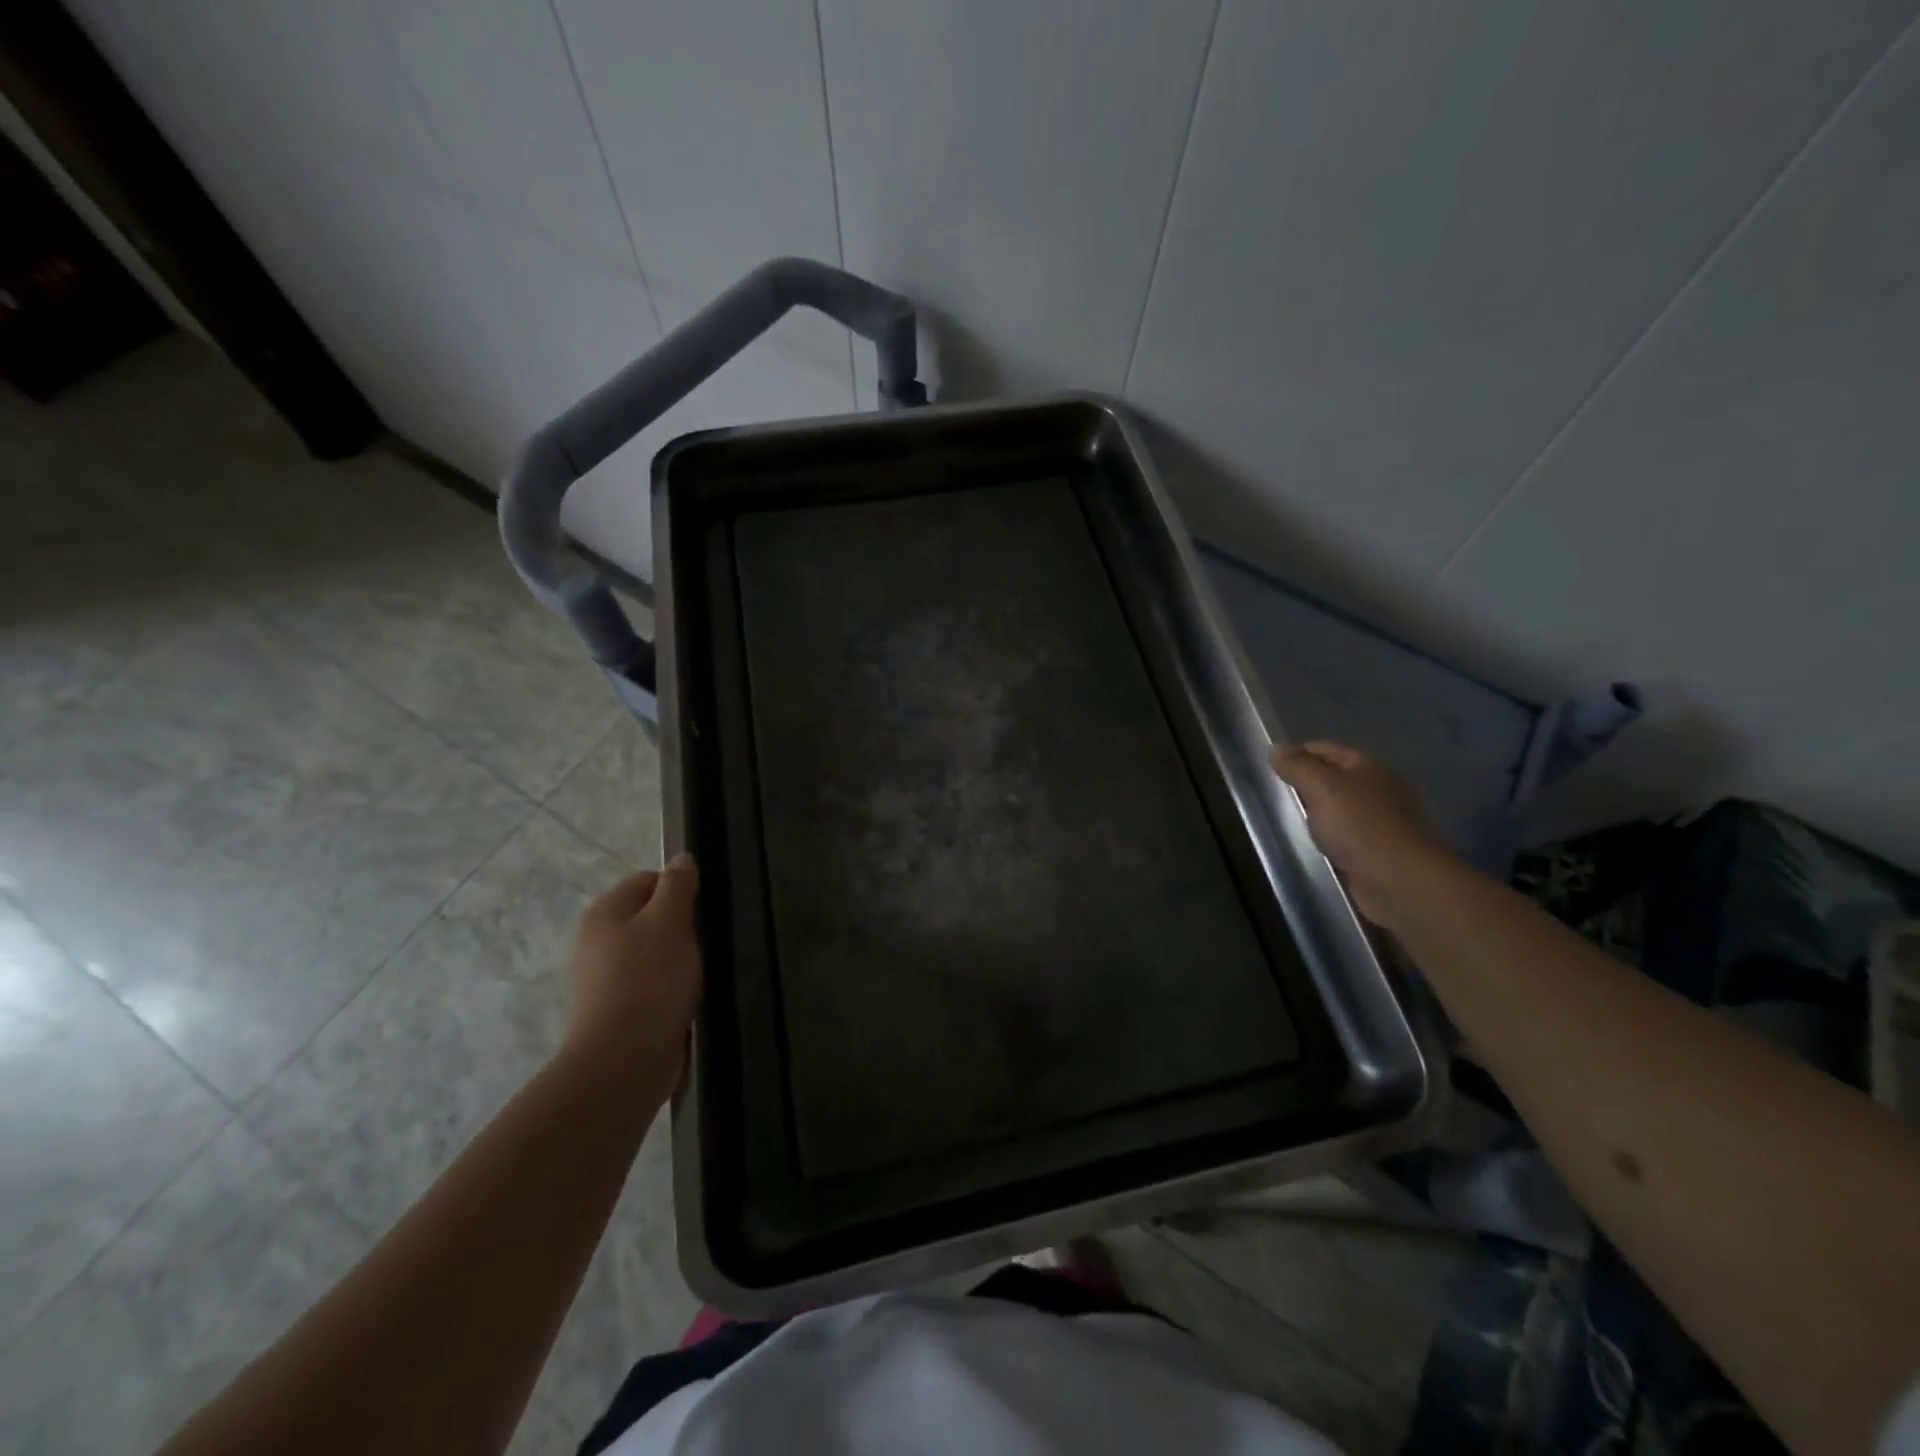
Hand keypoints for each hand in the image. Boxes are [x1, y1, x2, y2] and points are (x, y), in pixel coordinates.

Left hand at [562, 853, 702, 1088]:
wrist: (624, 1060)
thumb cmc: (648, 980)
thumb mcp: (670, 921)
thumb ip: (677, 885)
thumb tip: (682, 858)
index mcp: (605, 911)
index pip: (648, 879)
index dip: (679, 889)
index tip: (703, 910)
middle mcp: (597, 939)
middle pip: (650, 915)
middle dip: (681, 925)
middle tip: (704, 941)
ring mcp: (605, 977)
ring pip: (653, 951)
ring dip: (678, 958)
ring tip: (699, 972)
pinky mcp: (618, 1009)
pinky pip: (651, 983)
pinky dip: (671, 986)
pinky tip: (686, 997)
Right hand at [1270, 741, 1452, 928]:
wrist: (1400, 881)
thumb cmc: (1359, 826)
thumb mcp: (1321, 787)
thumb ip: (1297, 766)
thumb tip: (1276, 749)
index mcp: (1368, 766)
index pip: (1325, 748)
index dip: (1296, 754)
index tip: (1270, 771)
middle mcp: (1377, 788)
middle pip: (1332, 777)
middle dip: (1305, 784)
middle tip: (1276, 796)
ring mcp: (1380, 820)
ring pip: (1338, 807)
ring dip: (1316, 812)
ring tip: (1289, 821)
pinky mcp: (1377, 849)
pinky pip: (1344, 834)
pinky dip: (1328, 836)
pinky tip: (1313, 844)